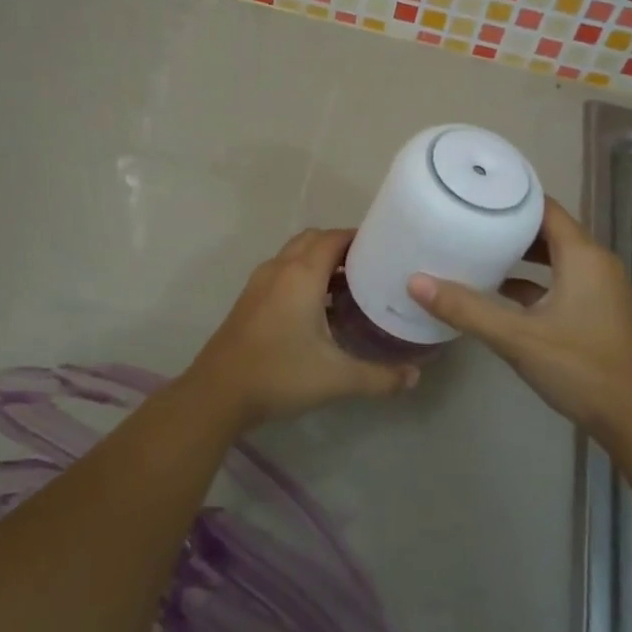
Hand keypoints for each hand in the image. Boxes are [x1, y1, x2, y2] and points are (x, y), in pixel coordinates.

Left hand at [187, 228, 417, 430]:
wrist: (217, 394)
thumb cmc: (279, 374)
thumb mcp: (336, 378)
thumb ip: (380, 377)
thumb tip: (415, 376)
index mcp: (301, 275)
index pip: (334, 237)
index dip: (359, 237)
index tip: (385, 249)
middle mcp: (279, 269)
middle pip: (313, 240)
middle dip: (341, 246)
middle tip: (370, 267)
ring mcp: (260, 284)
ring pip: (294, 256)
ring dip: (320, 261)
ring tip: (350, 287)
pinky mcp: (249, 300)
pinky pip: (282, 273)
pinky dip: (303, 276)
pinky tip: (319, 309)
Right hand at [407, 197, 631, 437]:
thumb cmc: (579, 368)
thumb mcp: (517, 337)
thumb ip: (467, 308)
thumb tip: (415, 282)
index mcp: (583, 256)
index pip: (546, 208)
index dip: (512, 198)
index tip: (475, 195)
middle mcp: (596, 263)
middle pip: (550, 230)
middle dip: (511, 225)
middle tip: (469, 221)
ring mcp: (600, 288)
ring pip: (556, 258)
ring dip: (522, 255)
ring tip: (479, 251)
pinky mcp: (597, 311)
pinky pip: (562, 281)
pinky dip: (534, 281)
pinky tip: (501, 293)